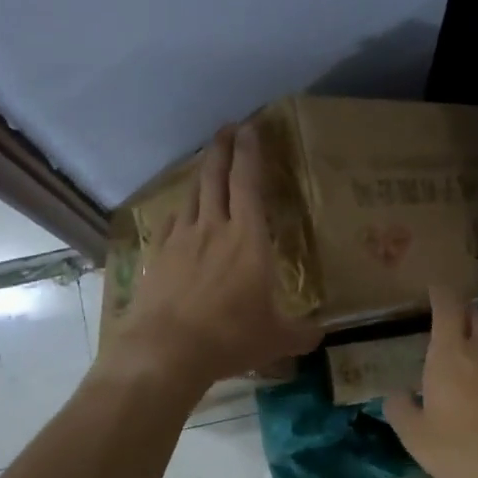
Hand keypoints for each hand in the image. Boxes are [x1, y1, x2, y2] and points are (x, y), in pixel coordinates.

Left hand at [104, 124, 322, 394]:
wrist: (166, 350)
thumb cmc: (229, 337)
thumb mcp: (276, 339)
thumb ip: (300, 334)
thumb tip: (320, 335)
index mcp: (247, 239)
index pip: (248, 183)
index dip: (250, 153)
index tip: (250, 128)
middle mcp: (213, 228)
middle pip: (215, 177)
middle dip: (222, 148)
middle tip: (227, 128)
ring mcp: (180, 240)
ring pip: (192, 196)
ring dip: (200, 174)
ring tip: (206, 162)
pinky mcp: (157, 256)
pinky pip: (170, 223)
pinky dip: (179, 211)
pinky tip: (180, 213)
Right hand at [383, 287, 477, 477]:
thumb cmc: (470, 454)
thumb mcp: (419, 441)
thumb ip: (401, 411)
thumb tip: (396, 394)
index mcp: (451, 354)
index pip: (446, 306)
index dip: (440, 294)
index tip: (436, 290)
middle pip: (474, 316)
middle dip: (461, 317)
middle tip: (452, 331)